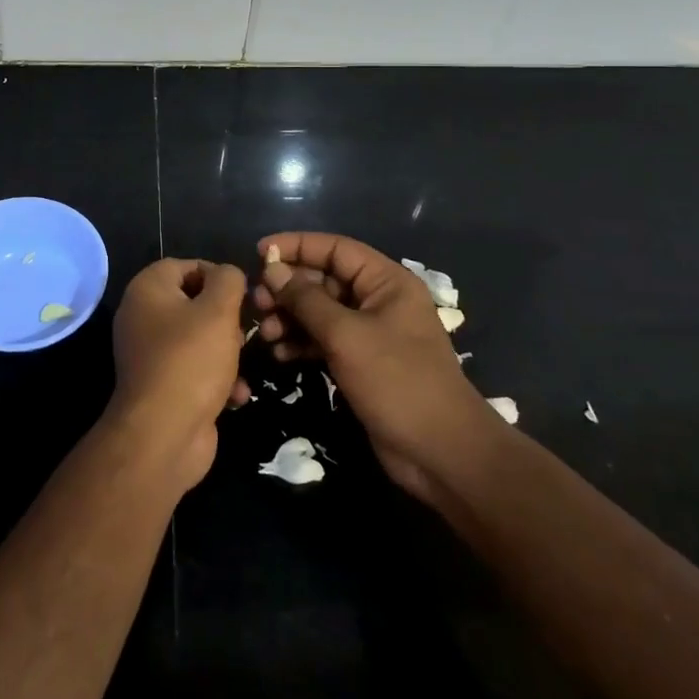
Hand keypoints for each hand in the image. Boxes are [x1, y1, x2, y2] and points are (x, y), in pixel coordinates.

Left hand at [106, 259, 249, 490]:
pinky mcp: (163, 385)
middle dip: (225, 318)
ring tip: (242, 363)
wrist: (164, 434)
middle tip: (243, 332)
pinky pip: (195, 370)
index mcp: (147, 289)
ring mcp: (150, 353)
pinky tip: (237, 395)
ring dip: (227, 351)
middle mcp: (142, 316)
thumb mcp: (218, 310)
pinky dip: (217, 379)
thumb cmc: (191, 360)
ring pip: (199, 338)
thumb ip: (228, 280)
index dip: (216, 275)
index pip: (185, 265)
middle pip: (194, 303)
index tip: (242, 295)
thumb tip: (229, 274)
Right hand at [253, 232, 494, 504]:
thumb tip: (272, 269)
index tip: (259, 253)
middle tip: (257, 302)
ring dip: (291, 317)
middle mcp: (378, 300)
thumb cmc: (397, 381)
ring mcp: (370, 333)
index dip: (296, 246)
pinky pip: (324, 340)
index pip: (335, 248)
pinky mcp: (362, 362)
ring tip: (265, 332)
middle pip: (324, 279)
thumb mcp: (346, 335)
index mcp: (386, 281)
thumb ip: (306, 300)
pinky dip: (302, 342)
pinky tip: (280, 353)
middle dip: (289, 288)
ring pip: (320, 311)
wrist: (441, 453)